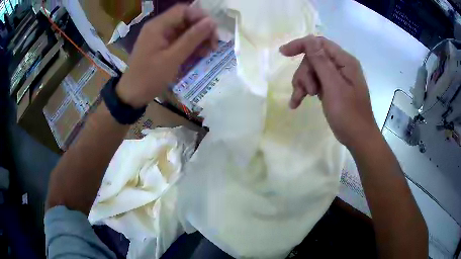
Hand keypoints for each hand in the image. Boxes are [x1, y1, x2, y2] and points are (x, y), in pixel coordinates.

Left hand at [116, 4, 217, 107]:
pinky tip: (198, 55)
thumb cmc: (150, 77)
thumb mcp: (173, 58)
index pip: (183, 10)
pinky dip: (190, 46)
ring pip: (184, 30)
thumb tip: (211, 22)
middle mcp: (159, 27)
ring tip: (208, 52)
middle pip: (185, 20)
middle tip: (213, 45)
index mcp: (158, 26)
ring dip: (198, 39)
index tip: (213, 31)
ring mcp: (160, 37)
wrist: (132, 95)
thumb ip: (192, 38)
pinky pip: (179, 40)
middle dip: (201, 30)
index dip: (200, 17)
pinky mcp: (161, 46)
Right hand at [280, 36, 379, 148]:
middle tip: (305, 91)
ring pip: (312, 71)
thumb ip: (321, 61)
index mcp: (344, 61)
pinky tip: (296, 102)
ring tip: (300, 99)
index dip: (301, 45)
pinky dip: (306, 91)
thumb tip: (309, 39)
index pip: (319, 43)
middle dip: (305, 73)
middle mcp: (341, 65)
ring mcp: (337, 78)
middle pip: (313, 58)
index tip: (283, 53)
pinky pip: (316, 83)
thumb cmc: (348, 113)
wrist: (358, 138)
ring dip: (303, 84)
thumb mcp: (333, 86)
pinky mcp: (333, 88)